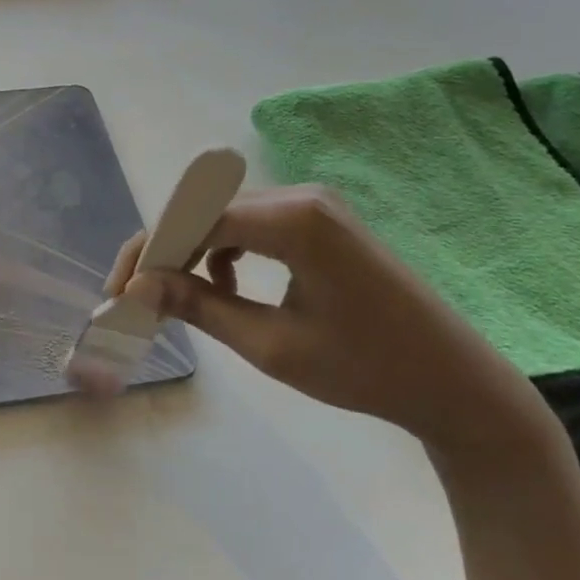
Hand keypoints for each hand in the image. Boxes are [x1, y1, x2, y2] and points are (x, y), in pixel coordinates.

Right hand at [109, 186, 560, 467]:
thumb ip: (200, 306)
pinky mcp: (322, 218)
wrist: (459, 385)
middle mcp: (300, 194)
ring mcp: (314, 203)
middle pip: (205, 210)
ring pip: (225, 214)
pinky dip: (226, 249)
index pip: (193, 220)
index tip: (120, 291)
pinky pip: (254, 222)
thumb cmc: (368, 371)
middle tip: (136, 294)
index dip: (149, 252)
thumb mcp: (272, 346)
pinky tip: (227, 285)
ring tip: (175, 295)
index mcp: (292, 220)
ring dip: (192, 249)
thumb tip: (139, 285)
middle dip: (164, 250)